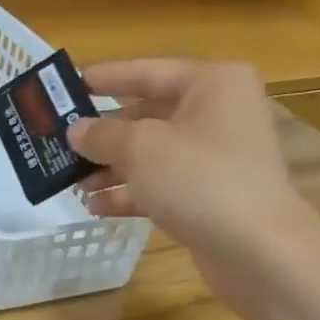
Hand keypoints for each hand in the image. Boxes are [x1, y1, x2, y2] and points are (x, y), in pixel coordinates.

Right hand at [67, 58, 306, 280]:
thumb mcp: (140, 149)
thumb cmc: (198, 179)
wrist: (255, 248)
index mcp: (212, 83)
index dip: (106, 77)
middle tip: (63, 144)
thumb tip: (76, 131)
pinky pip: (163, 185)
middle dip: (105, 135)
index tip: (68, 84)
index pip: (148, 71)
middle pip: (149, 115)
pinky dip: (132, 193)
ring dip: (113, 169)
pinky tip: (98, 208)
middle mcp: (219, 113)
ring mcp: (218, 157)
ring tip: (75, 184)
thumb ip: (102, 135)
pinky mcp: (212, 196)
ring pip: (154, 155)